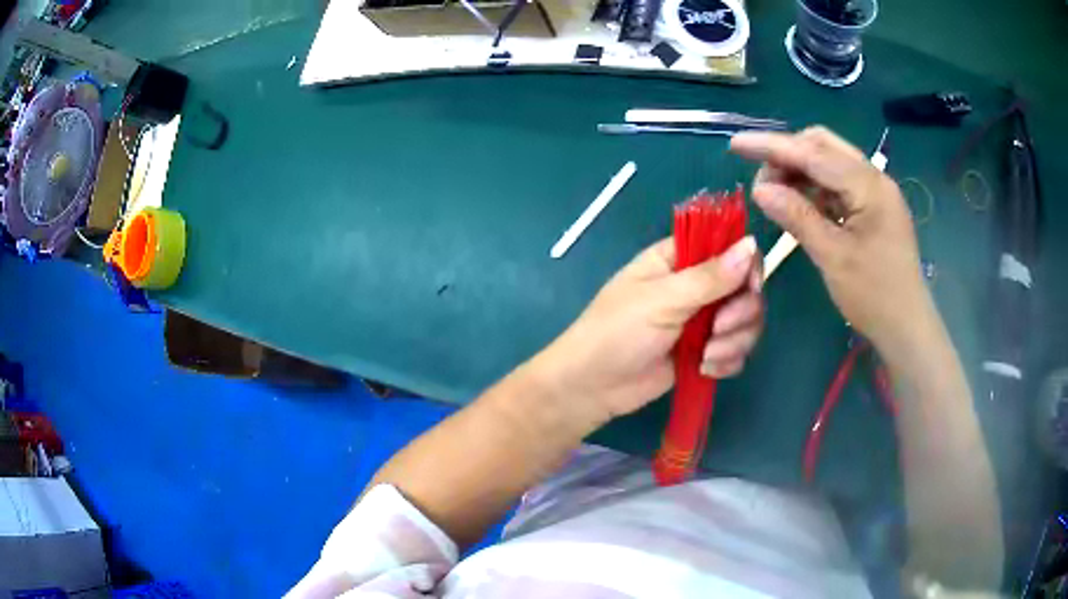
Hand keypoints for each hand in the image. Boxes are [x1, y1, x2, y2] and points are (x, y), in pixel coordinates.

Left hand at [533, 236, 763, 425]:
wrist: (593, 387)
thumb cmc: (617, 332)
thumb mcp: (662, 299)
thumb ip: (710, 277)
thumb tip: (753, 244)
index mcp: (679, 259)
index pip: (729, 247)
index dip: (747, 265)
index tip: (749, 287)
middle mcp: (696, 286)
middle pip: (746, 289)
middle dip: (740, 313)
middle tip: (718, 328)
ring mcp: (702, 322)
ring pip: (745, 323)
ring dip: (734, 342)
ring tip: (706, 356)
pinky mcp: (704, 353)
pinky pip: (735, 352)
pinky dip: (727, 362)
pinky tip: (704, 369)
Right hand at [730, 127, 932, 353]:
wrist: (907, 327)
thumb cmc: (874, 295)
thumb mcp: (832, 256)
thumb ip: (797, 216)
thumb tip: (760, 189)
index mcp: (868, 185)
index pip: (813, 153)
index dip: (772, 146)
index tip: (736, 145)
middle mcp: (874, 178)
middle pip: (823, 146)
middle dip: (788, 153)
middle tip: (761, 179)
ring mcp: (875, 192)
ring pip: (830, 163)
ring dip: (800, 170)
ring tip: (774, 192)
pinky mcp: (874, 208)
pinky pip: (838, 185)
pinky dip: (814, 187)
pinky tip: (799, 202)